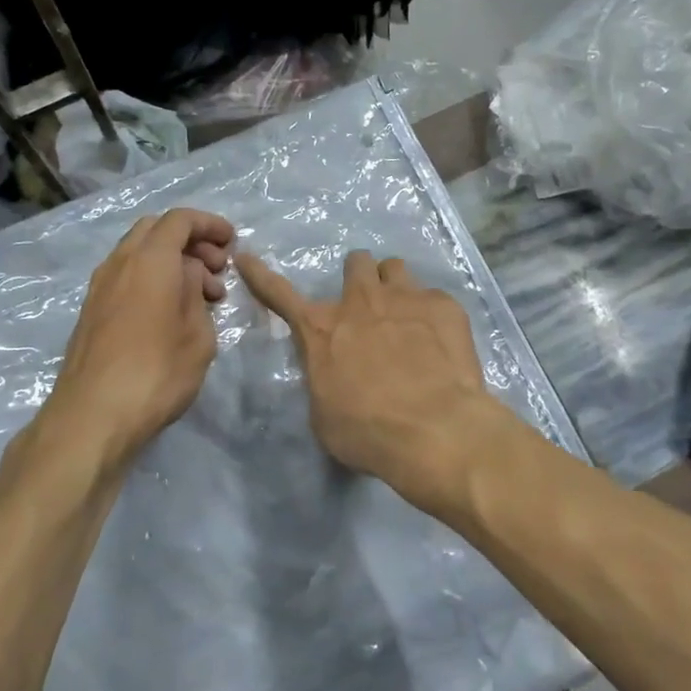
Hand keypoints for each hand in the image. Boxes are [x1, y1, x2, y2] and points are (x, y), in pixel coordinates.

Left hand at [49, 209, 235, 462]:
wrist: (93, 415)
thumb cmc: (157, 373)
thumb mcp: (197, 335)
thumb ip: (195, 294)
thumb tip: (188, 276)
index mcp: (150, 261)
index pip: (180, 220)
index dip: (209, 225)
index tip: (232, 242)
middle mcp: (120, 263)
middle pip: (155, 231)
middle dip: (190, 241)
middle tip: (217, 270)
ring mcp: (100, 287)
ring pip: (138, 254)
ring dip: (171, 262)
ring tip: (200, 297)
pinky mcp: (91, 312)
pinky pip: (126, 277)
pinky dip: (152, 280)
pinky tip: (170, 313)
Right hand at [235, 250, 513, 515]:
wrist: (434, 431)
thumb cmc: (367, 432)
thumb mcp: (324, 412)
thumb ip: (325, 377)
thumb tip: (333, 371)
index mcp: (321, 330)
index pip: (279, 294)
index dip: (259, 275)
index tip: (246, 257)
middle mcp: (360, 302)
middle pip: (356, 263)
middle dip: (359, 278)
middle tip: (368, 306)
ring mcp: (406, 298)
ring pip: (395, 268)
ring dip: (393, 287)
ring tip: (405, 316)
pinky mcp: (445, 306)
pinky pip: (433, 296)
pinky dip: (432, 315)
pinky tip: (441, 344)